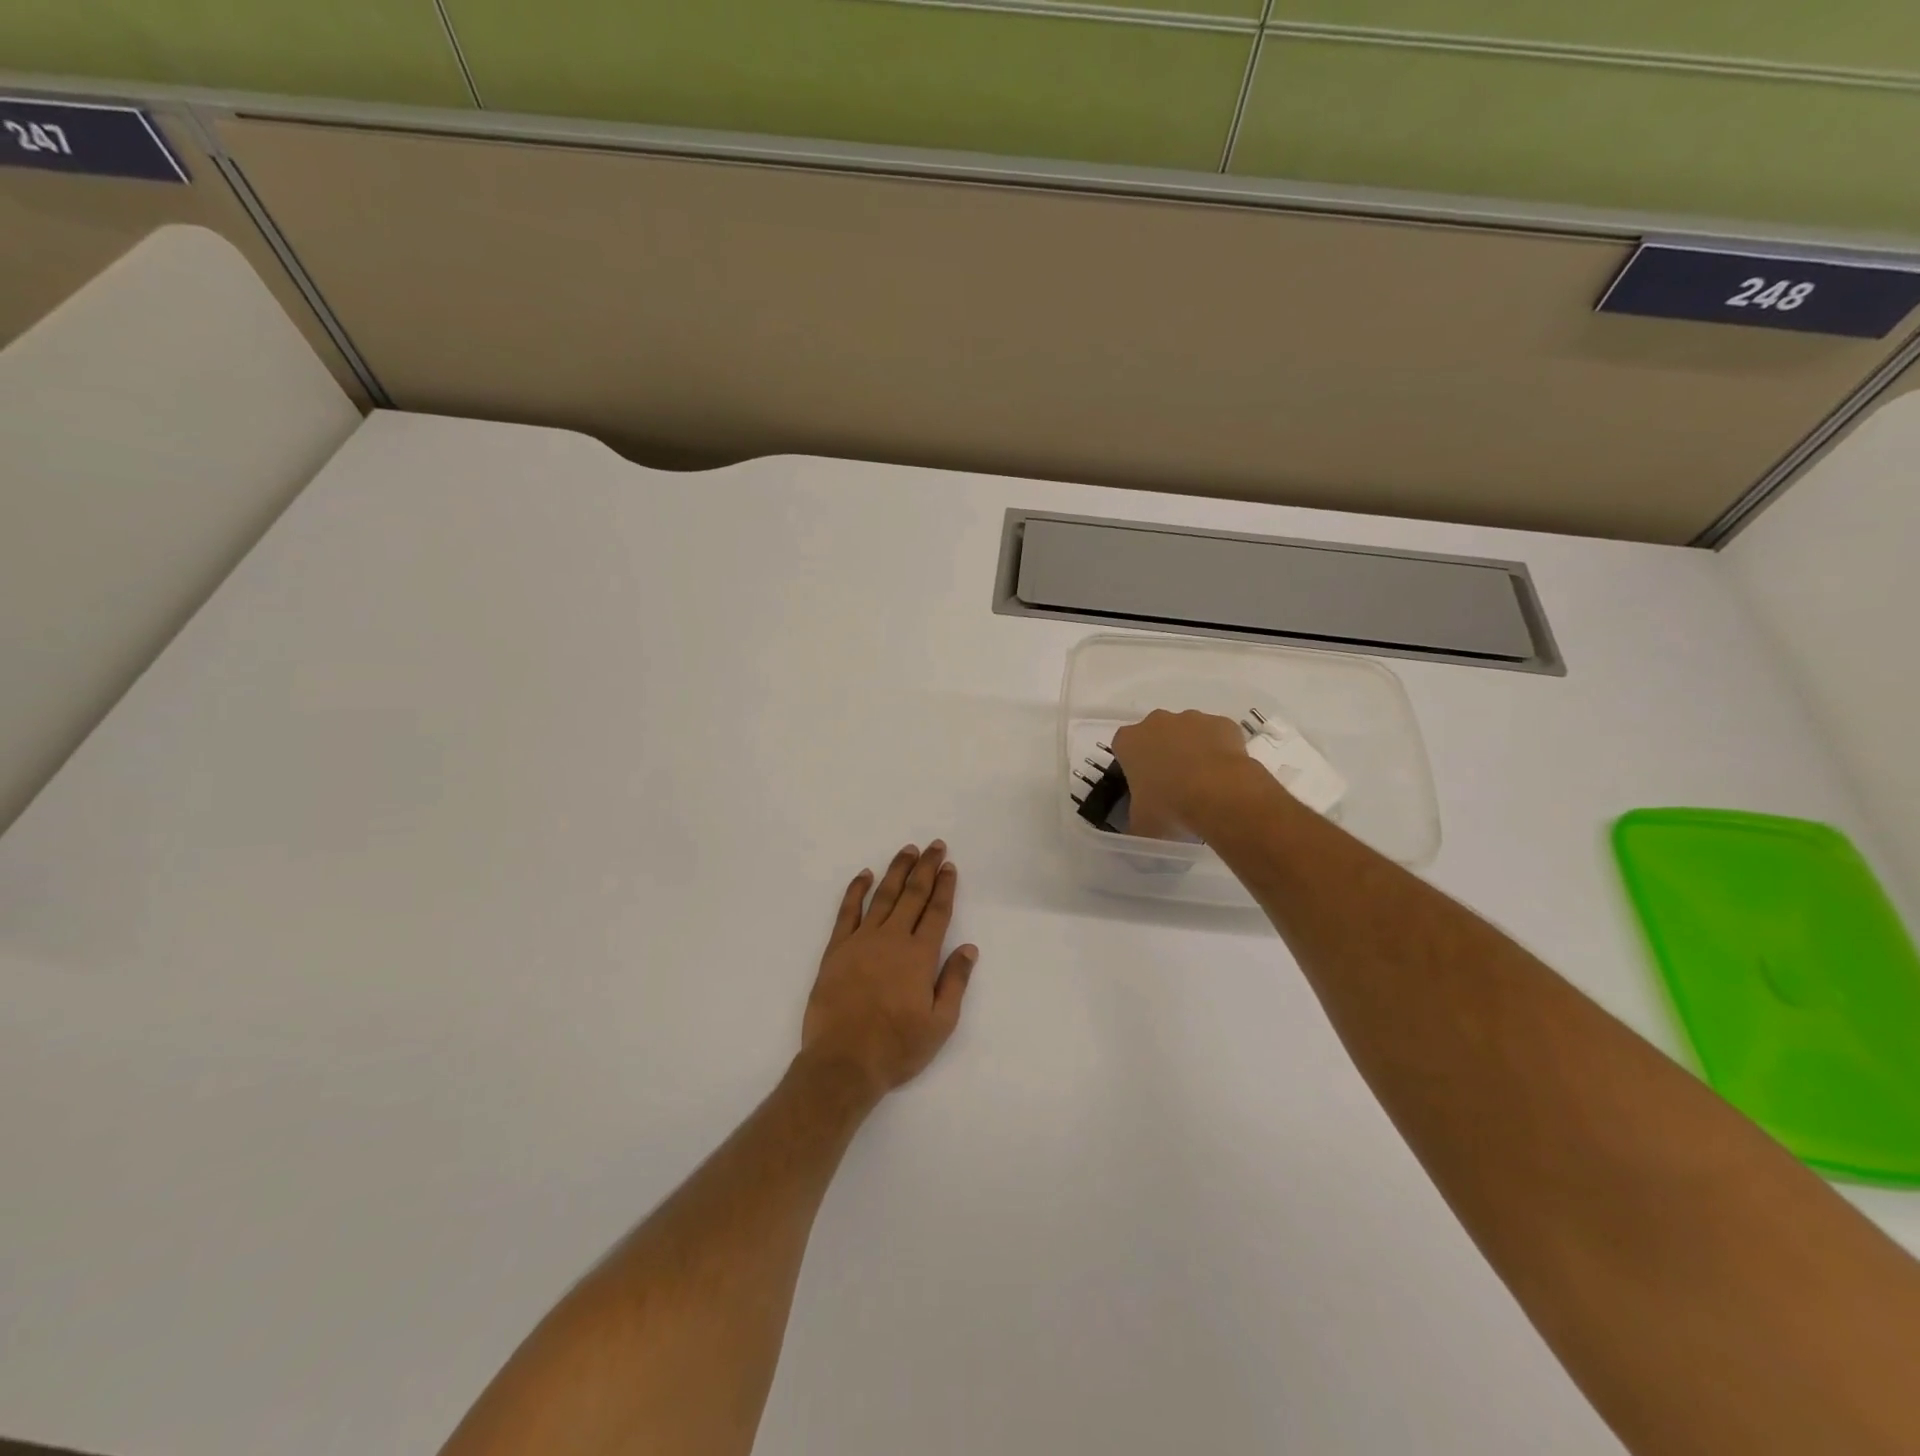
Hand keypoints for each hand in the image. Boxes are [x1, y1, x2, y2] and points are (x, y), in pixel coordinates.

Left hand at [800, 841, 977, 1099]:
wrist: (843, 1062)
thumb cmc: (897, 1047)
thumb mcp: (940, 1024)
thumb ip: (955, 982)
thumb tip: (969, 949)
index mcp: (920, 956)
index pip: (936, 912)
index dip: (945, 887)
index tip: (949, 866)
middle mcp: (892, 939)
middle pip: (913, 895)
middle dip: (926, 868)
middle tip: (934, 845)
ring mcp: (862, 941)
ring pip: (883, 896)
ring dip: (897, 871)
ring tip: (908, 850)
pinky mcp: (837, 949)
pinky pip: (848, 911)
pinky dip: (856, 890)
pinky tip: (865, 875)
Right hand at [1110, 709, 1258, 841]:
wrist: (1220, 794)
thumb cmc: (1169, 806)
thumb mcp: (1141, 824)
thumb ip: (1135, 822)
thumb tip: (1138, 831)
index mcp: (1129, 741)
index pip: (1123, 748)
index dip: (1133, 766)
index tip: (1144, 786)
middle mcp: (1156, 722)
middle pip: (1156, 735)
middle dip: (1163, 754)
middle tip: (1173, 786)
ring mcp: (1192, 718)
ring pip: (1188, 732)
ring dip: (1192, 750)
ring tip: (1204, 784)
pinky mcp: (1223, 723)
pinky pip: (1218, 735)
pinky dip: (1220, 750)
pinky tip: (1225, 776)